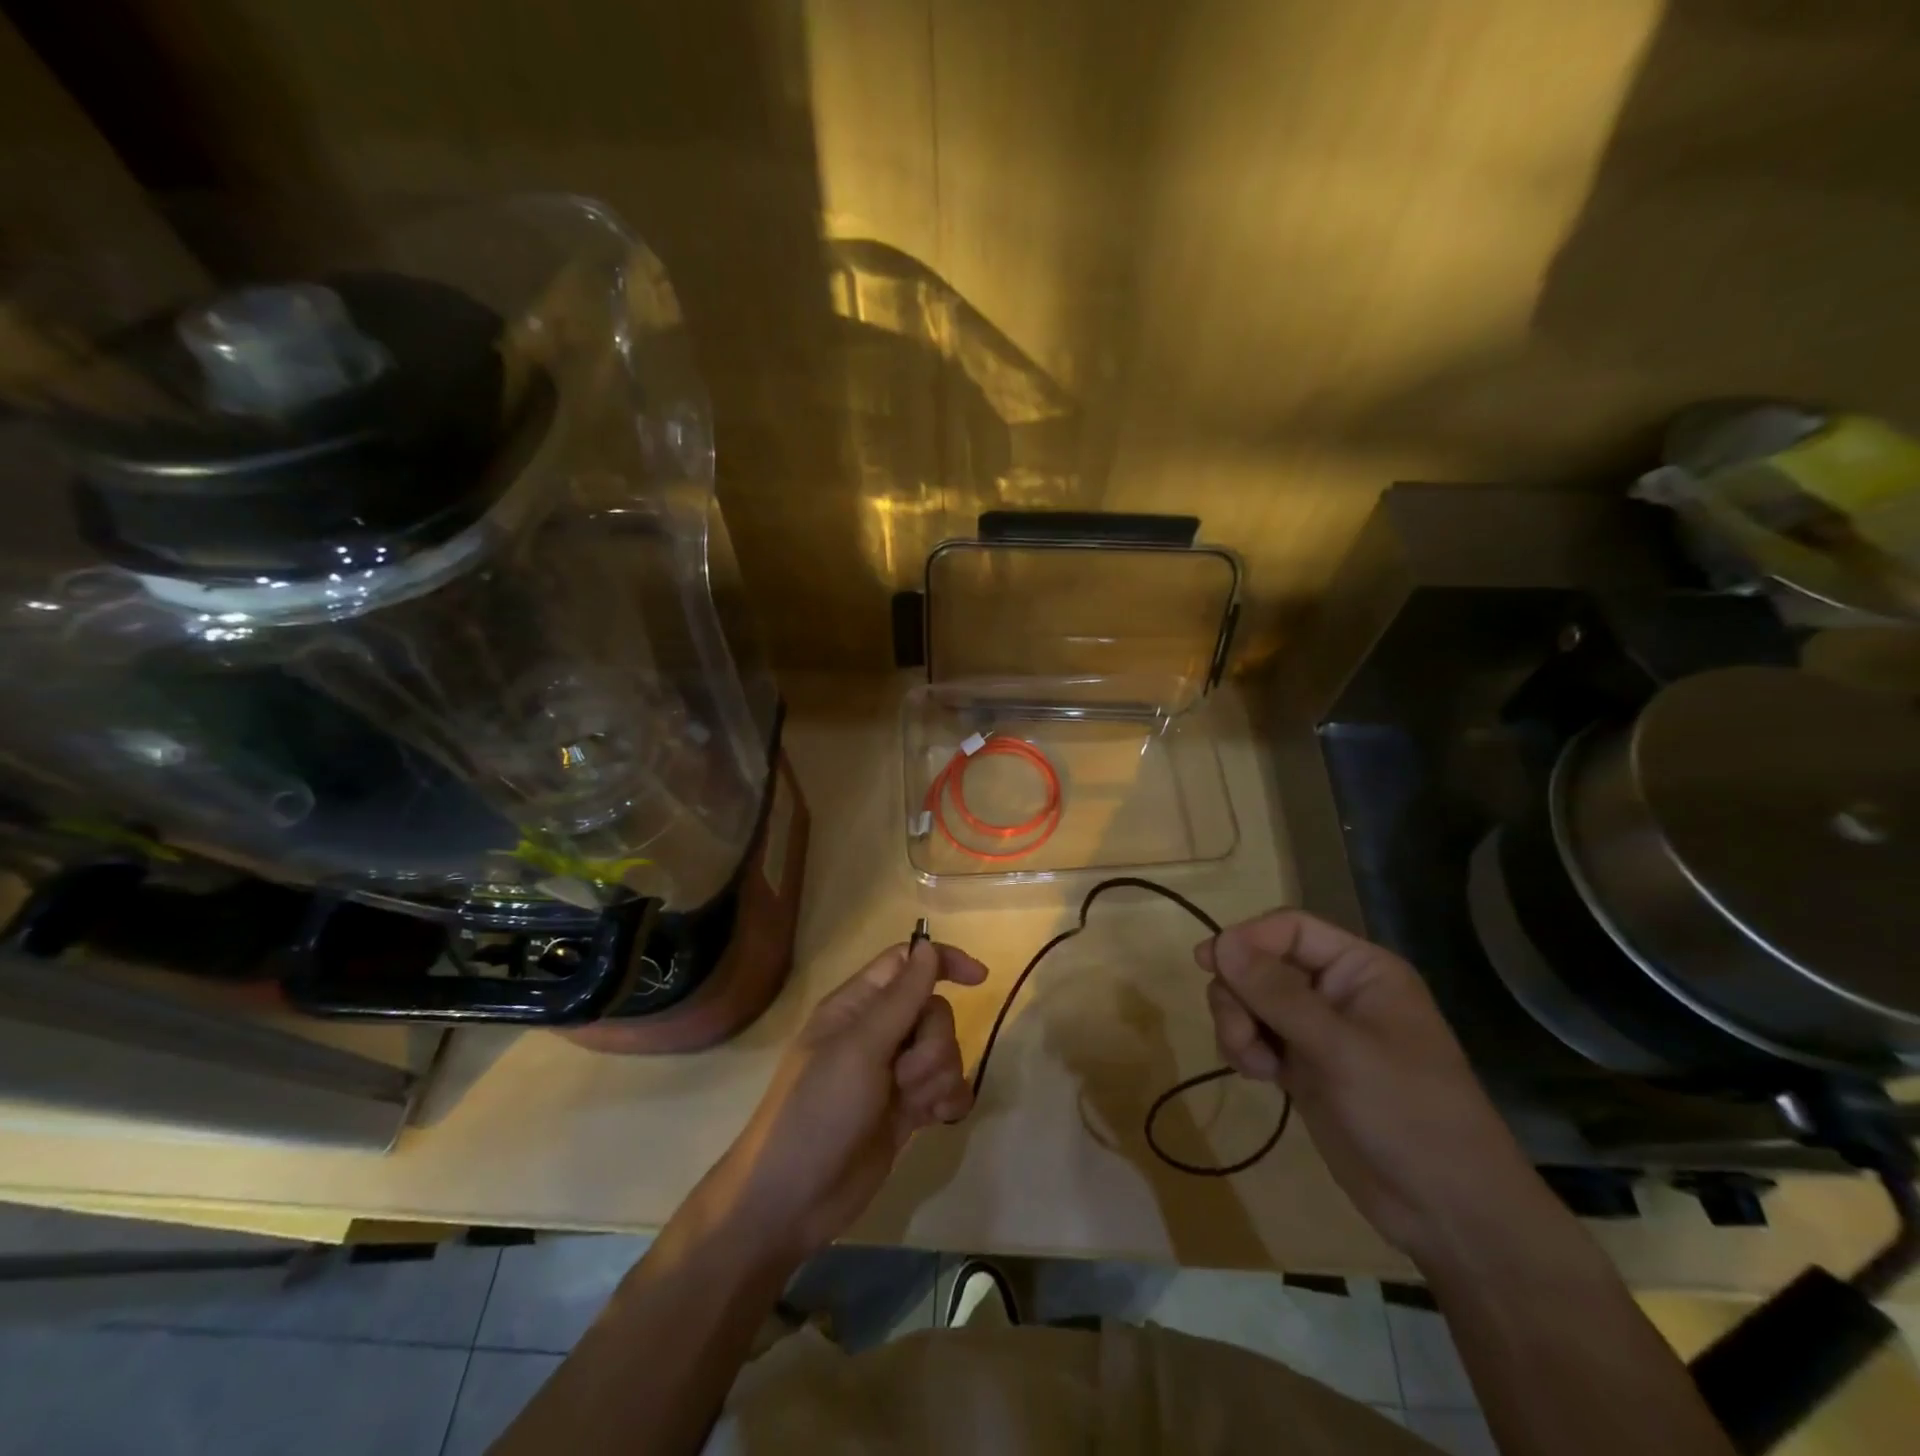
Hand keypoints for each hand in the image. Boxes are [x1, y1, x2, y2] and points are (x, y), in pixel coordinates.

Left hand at [708, 939, 986, 1265]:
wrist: (793, 1201)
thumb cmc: (817, 1111)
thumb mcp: (859, 1049)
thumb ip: (900, 998)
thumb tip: (928, 946)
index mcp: (857, 1006)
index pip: (907, 962)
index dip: (943, 962)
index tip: (980, 979)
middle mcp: (877, 1032)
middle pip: (933, 1011)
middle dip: (934, 1042)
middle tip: (905, 1075)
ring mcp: (893, 1073)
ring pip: (944, 1050)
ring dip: (939, 1075)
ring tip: (913, 1105)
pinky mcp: (907, 1110)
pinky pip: (947, 1088)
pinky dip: (949, 1100)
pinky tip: (937, 1120)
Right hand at [1198, 910, 1549, 1262]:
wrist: (1450, 1213)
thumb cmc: (1408, 1114)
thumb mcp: (1341, 1050)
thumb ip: (1277, 994)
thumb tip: (1220, 941)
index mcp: (1361, 969)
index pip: (1290, 929)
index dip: (1247, 939)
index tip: (1207, 963)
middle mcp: (1337, 991)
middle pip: (1262, 964)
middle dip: (1239, 994)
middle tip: (1239, 1034)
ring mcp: (1319, 1031)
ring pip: (1251, 1000)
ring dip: (1238, 1025)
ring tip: (1254, 1064)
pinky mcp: (1304, 1067)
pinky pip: (1256, 1036)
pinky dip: (1246, 1049)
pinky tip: (1260, 1077)